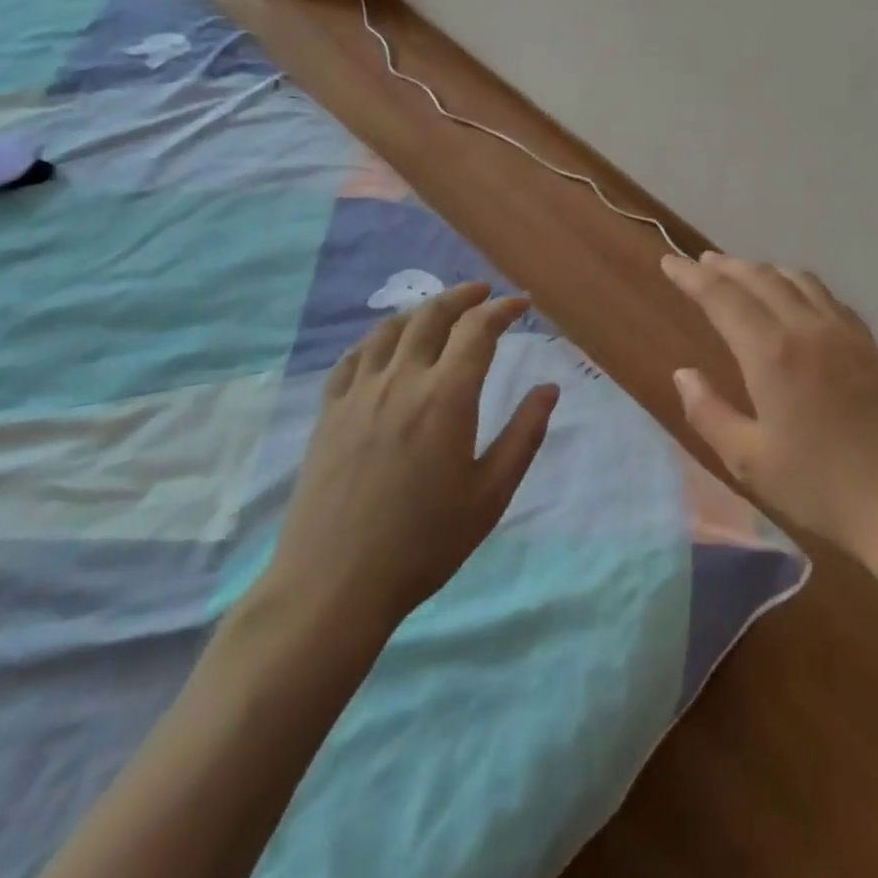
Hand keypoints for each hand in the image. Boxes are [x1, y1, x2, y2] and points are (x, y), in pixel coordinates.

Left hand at [259, 282, 557, 639]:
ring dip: (420, 310)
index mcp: (447, 397)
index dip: (502, 309)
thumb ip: (524, 435)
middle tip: (483, 292)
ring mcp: (359, 393)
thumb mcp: (490, 495)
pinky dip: (376, 338)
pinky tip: (383, 346)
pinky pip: (352, 357)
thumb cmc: (424, 543)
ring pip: (390, 329)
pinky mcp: (329, 412)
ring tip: (438, 310)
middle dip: (462, 296)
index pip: (478, 330)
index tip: (520, 304)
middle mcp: (402, 380)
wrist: (334, 585)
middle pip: (432, 316)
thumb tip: (548, 389)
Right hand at [662, 252, 877, 558]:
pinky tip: (796, 296)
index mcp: (771, 353)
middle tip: (700, 261)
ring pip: (796, 279)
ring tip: (742, 272)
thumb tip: (684, 374)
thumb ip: (709, 413)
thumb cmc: (820, 486)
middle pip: (759, 278)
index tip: (669, 262)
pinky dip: (799, 284)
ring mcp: (843, 332)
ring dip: (762, 270)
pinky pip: (827, 296)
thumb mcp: (749, 460)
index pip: (722, 297)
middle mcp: (806, 328)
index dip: (691, 277)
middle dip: (725, 266)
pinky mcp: (868, 344)